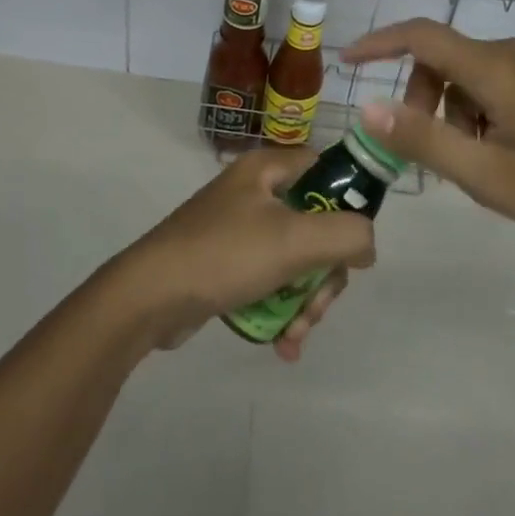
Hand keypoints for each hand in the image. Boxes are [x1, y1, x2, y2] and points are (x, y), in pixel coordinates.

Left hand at [110, 149, 375, 360]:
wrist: (148, 297)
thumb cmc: (224, 255)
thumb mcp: (294, 240)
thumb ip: (347, 235)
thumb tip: (366, 245)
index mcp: (267, 170)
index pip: (326, 171)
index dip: (347, 206)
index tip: (351, 248)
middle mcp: (254, 193)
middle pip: (316, 227)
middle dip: (323, 277)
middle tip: (315, 307)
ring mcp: (239, 230)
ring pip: (296, 261)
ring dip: (304, 302)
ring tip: (293, 335)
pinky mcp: (227, 264)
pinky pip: (270, 283)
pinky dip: (280, 311)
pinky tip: (281, 345)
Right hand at [342, 20, 514, 247]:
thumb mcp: (486, 174)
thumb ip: (423, 139)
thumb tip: (366, 107)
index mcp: (492, 67)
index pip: (420, 36)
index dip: (378, 43)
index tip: (346, 61)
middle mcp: (509, 54)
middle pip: (440, 59)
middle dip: (419, 98)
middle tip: (425, 149)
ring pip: (465, 76)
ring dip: (449, 112)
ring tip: (469, 162)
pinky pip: (490, 85)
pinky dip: (473, 113)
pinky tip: (495, 155)